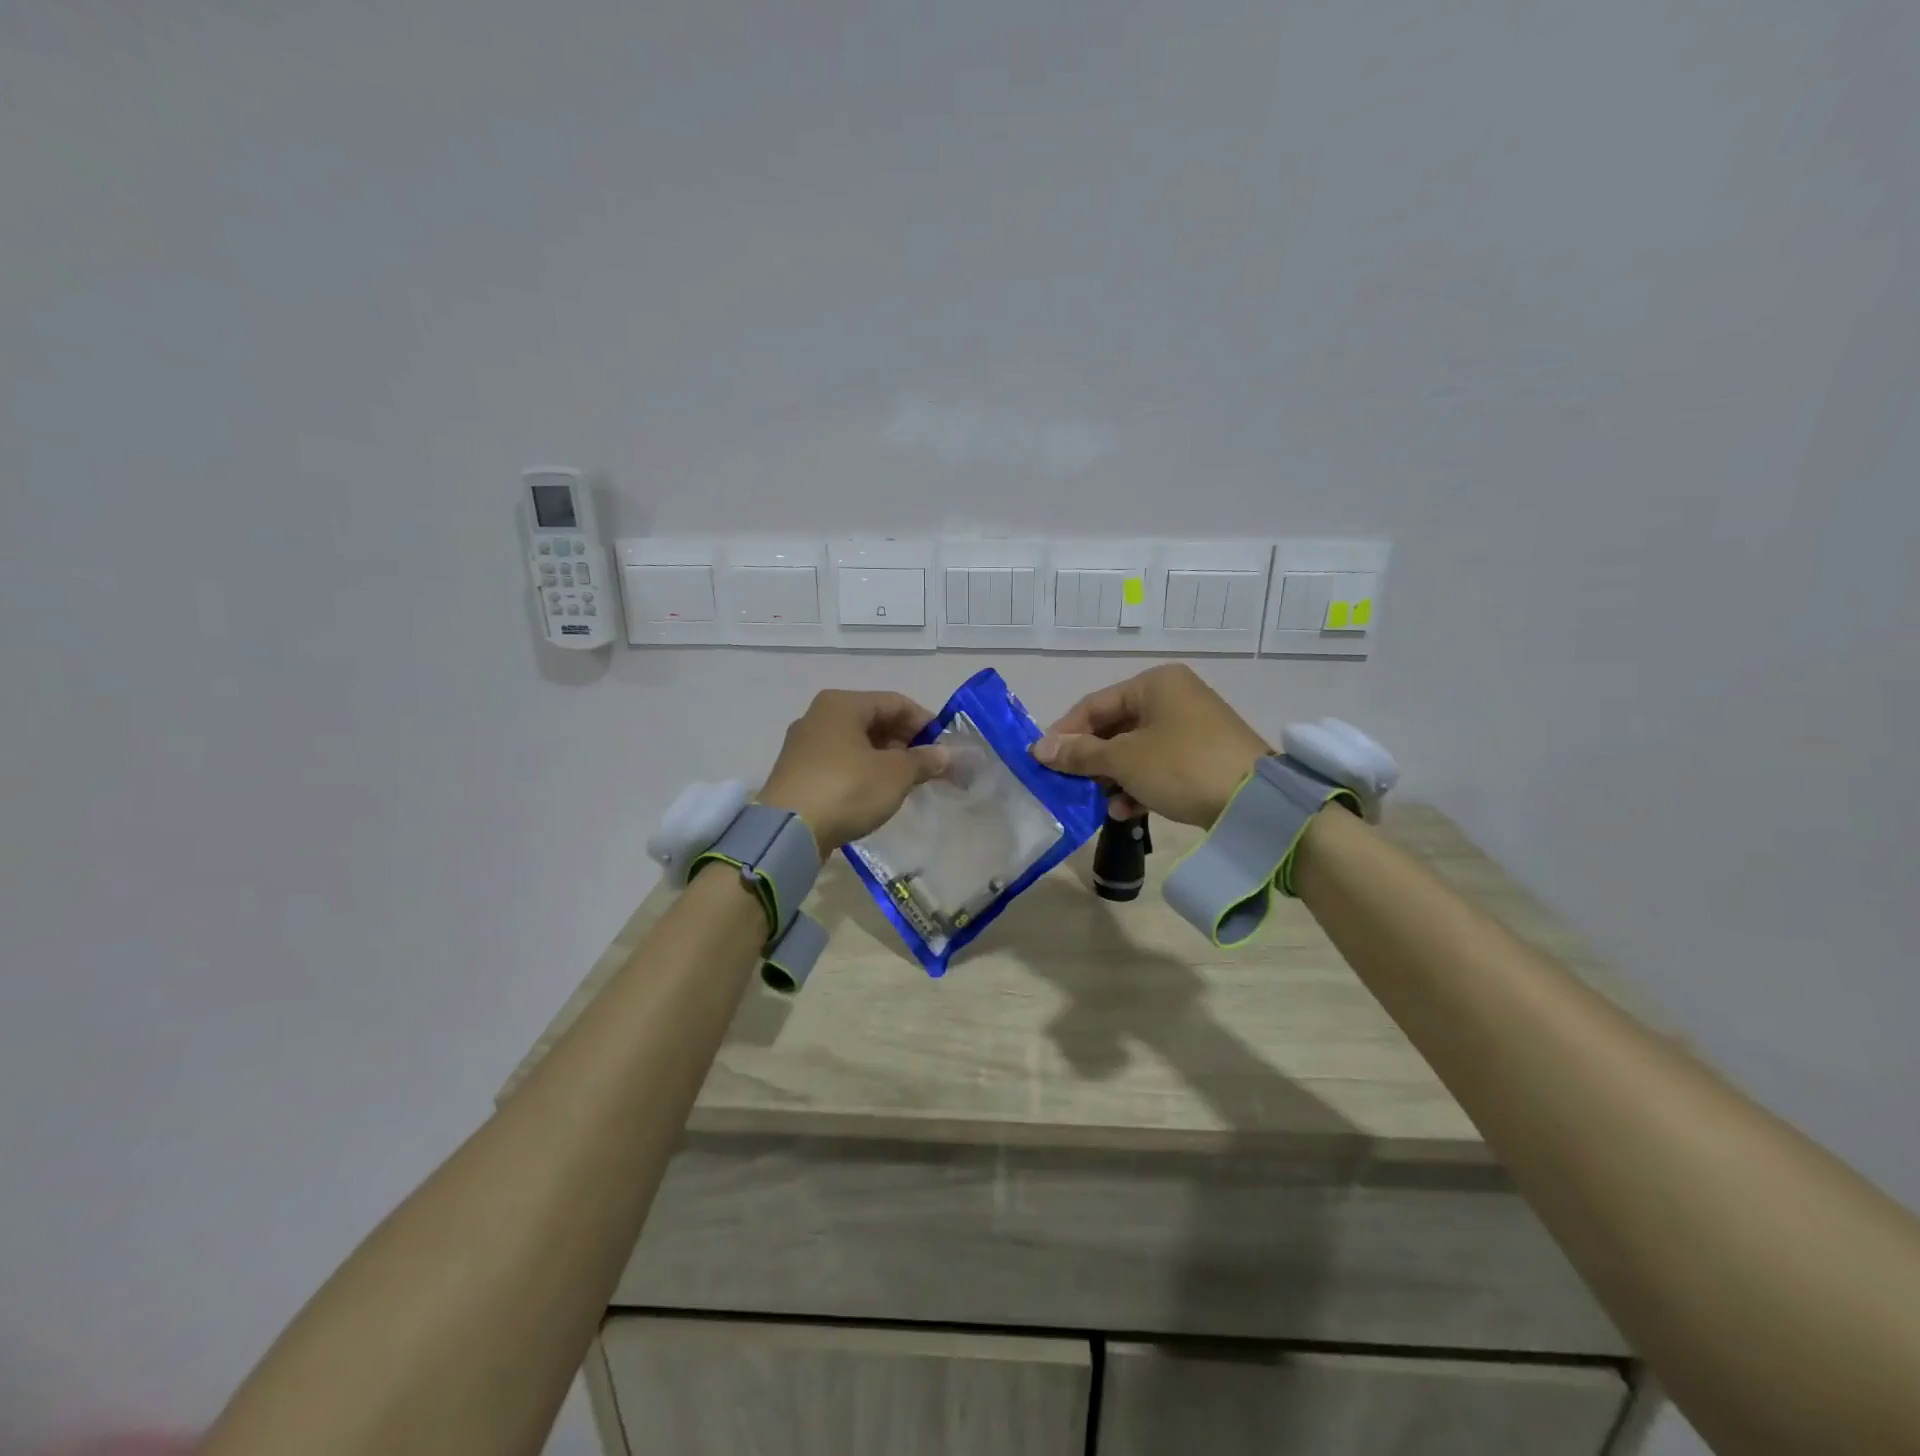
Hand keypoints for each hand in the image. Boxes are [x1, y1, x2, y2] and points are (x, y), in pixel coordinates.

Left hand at [758, 690, 948, 852]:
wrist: (788, 832)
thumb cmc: (847, 789)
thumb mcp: (895, 774)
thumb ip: (923, 760)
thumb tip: (943, 754)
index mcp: (843, 704)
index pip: (896, 702)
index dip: (926, 722)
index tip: (946, 748)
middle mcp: (820, 716)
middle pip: (875, 721)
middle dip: (906, 742)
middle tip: (930, 767)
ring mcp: (804, 745)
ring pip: (857, 743)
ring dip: (887, 758)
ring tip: (908, 782)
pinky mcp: (798, 772)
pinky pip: (841, 763)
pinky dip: (864, 771)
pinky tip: (878, 792)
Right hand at [1032, 664, 1270, 826]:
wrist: (1255, 801)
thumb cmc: (1181, 766)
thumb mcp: (1124, 760)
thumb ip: (1080, 753)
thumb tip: (1039, 750)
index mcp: (1155, 684)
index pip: (1095, 704)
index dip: (1065, 733)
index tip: (1042, 761)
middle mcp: (1174, 697)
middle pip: (1115, 727)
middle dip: (1091, 759)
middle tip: (1068, 784)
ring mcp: (1192, 727)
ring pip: (1136, 750)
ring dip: (1112, 777)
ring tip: (1097, 802)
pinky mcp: (1204, 757)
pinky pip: (1159, 765)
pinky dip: (1139, 785)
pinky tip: (1126, 811)